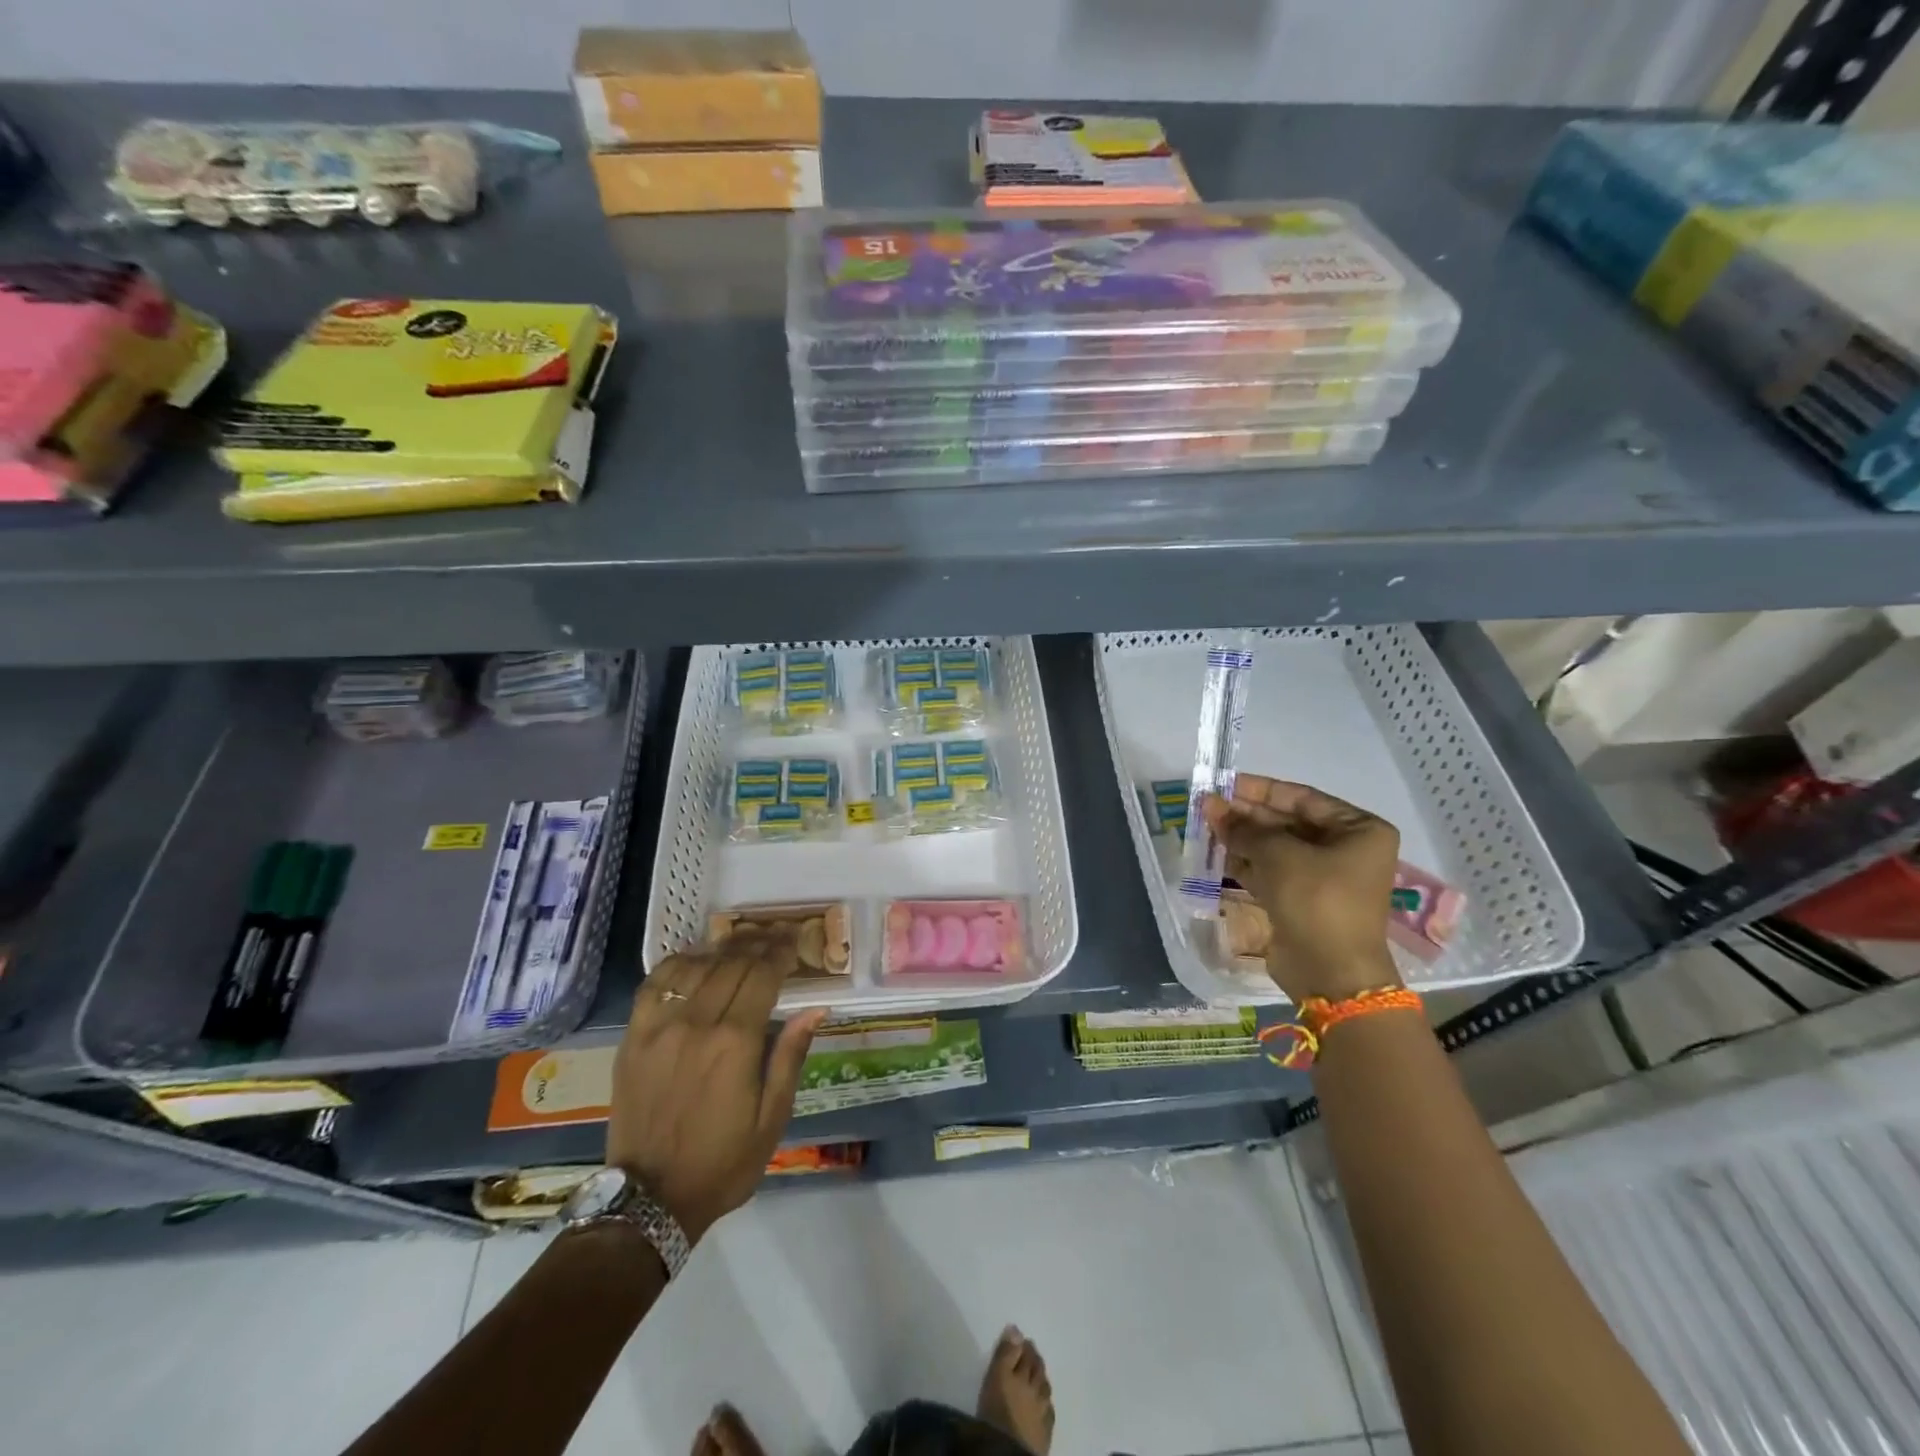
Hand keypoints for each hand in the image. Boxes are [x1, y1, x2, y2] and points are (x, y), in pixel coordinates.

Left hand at [607, 930, 826, 1243]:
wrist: (650, 1199)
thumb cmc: (723, 1162)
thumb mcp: (772, 1118)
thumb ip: (790, 1056)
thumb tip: (816, 1008)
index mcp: (736, 1042)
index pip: (762, 976)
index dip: (780, 952)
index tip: (793, 938)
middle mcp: (697, 1023)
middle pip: (732, 964)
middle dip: (758, 943)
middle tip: (775, 933)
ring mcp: (660, 1027)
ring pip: (696, 967)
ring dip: (723, 949)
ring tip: (742, 942)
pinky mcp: (634, 1037)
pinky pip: (656, 984)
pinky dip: (678, 964)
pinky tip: (695, 960)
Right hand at [1200, 775, 1403, 1002]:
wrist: (1331, 974)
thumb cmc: (1317, 901)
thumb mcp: (1280, 856)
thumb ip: (1245, 828)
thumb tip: (1211, 806)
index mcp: (1358, 830)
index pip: (1302, 797)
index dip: (1259, 789)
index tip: (1223, 783)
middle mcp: (1344, 848)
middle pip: (1287, 821)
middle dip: (1246, 814)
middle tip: (1207, 806)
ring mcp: (1323, 876)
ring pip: (1275, 846)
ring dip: (1241, 836)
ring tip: (1205, 825)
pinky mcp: (1301, 899)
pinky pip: (1270, 870)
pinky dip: (1244, 861)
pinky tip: (1215, 851)